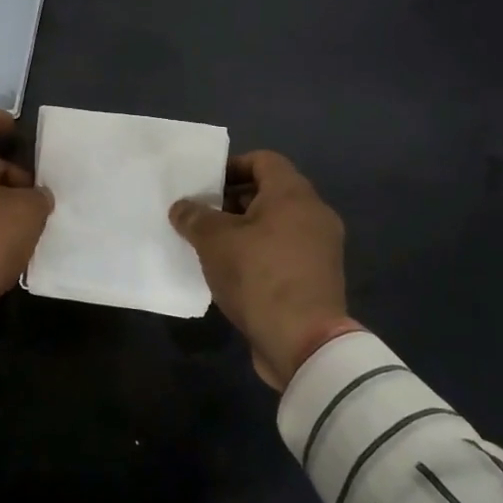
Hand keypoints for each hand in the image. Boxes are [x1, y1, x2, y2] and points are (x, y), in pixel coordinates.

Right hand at [169, 150, 358, 388]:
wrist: (304, 343)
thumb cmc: (259, 276)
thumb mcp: (215, 241)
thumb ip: (194, 217)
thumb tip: (182, 207)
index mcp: (293, 194)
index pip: (263, 160)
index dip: (231, 166)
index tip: (205, 185)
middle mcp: (314, 214)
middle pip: (270, 192)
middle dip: (233, 201)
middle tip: (202, 216)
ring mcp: (320, 248)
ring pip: (277, 224)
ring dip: (245, 230)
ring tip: (212, 246)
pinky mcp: (318, 278)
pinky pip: (285, 251)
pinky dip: (261, 253)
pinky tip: (233, 272)